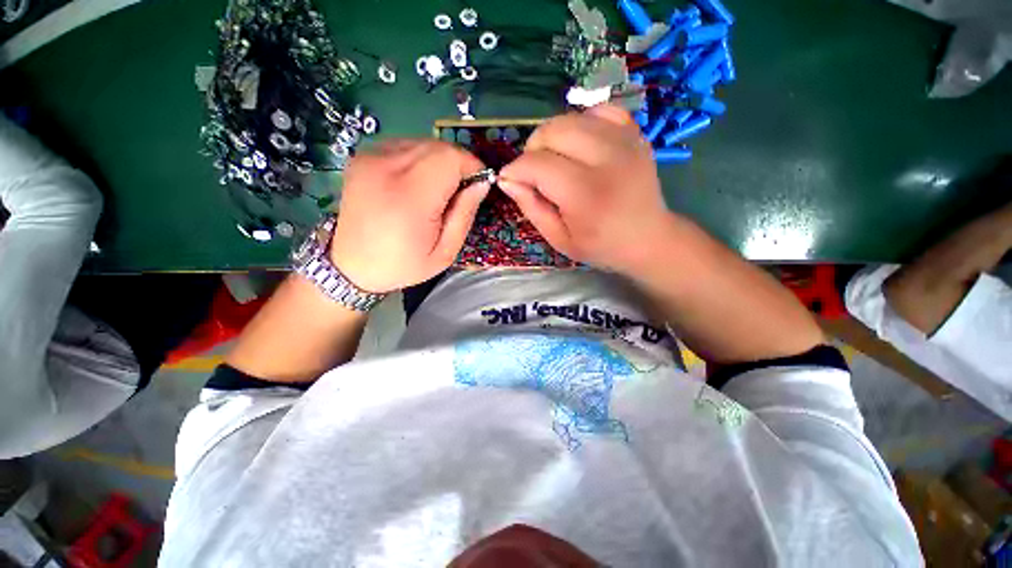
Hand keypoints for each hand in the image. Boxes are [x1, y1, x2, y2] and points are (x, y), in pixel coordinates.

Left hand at [330, 140, 488, 292]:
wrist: (351, 265)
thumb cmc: (402, 264)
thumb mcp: (445, 252)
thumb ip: (465, 214)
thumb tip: (482, 183)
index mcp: (410, 197)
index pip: (451, 157)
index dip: (472, 167)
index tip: (477, 186)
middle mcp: (387, 167)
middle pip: (438, 146)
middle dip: (458, 165)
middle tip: (458, 192)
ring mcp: (371, 157)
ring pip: (423, 143)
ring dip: (439, 162)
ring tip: (436, 191)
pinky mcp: (363, 156)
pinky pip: (405, 146)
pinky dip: (420, 160)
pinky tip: (416, 183)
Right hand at [498, 104, 671, 273]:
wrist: (649, 238)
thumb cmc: (600, 245)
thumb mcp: (558, 239)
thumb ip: (531, 208)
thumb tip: (507, 179)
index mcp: (585, 194)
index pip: (536, 164)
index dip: (515, 170)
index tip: (511, 181)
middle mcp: (606, 159)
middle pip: (552, 130)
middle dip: (532, 149)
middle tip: (534, 172)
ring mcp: (624, 140)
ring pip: (571, 118)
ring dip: (552, 137)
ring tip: (555, 160)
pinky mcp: (634, 133)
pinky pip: (598, 111)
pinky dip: (580, 124)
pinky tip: (580, 146)